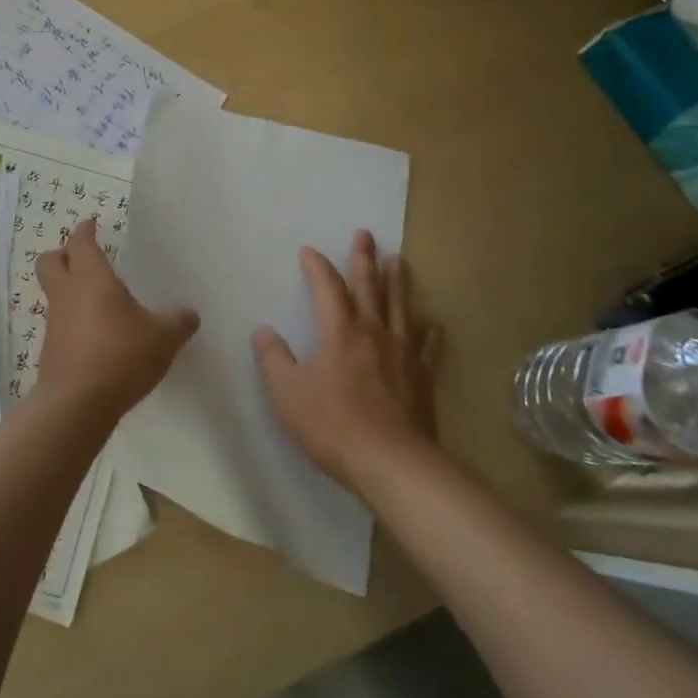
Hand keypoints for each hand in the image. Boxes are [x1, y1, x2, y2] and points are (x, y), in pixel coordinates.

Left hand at [35, 219, 198, 423]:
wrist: (76, 405)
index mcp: (91, 278)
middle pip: (49, 261)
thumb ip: (178, 323)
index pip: (80, 241)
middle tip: (84, 257)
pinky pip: (59, 324)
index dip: (85, 229)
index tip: (92, 223)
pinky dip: (73, 322)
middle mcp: (67, 294)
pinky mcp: (50, 351)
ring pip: (53, 294)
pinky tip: (95, 337)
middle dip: (62, 254)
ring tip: (98, 302)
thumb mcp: (162, 339)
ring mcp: (54, 323)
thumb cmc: (120, 356)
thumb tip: (190, 314)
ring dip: (69, 291)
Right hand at [253, 230, 439, 488]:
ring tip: (399, 260)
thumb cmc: (333, 424)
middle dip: (364, 258)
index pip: (327, 287)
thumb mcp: (287, 392)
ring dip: (398, 282)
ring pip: (400, 308)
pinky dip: (430, 333)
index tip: (309, 250)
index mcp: (340, 331)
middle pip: (368, 287)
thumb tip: (263, 331)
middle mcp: (373, 332)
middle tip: (366, 233)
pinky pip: (427, 348)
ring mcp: (402, 354)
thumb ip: (273, 358)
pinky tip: (434, 324)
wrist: (392, 463)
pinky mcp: (421, 378)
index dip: (317, 266)